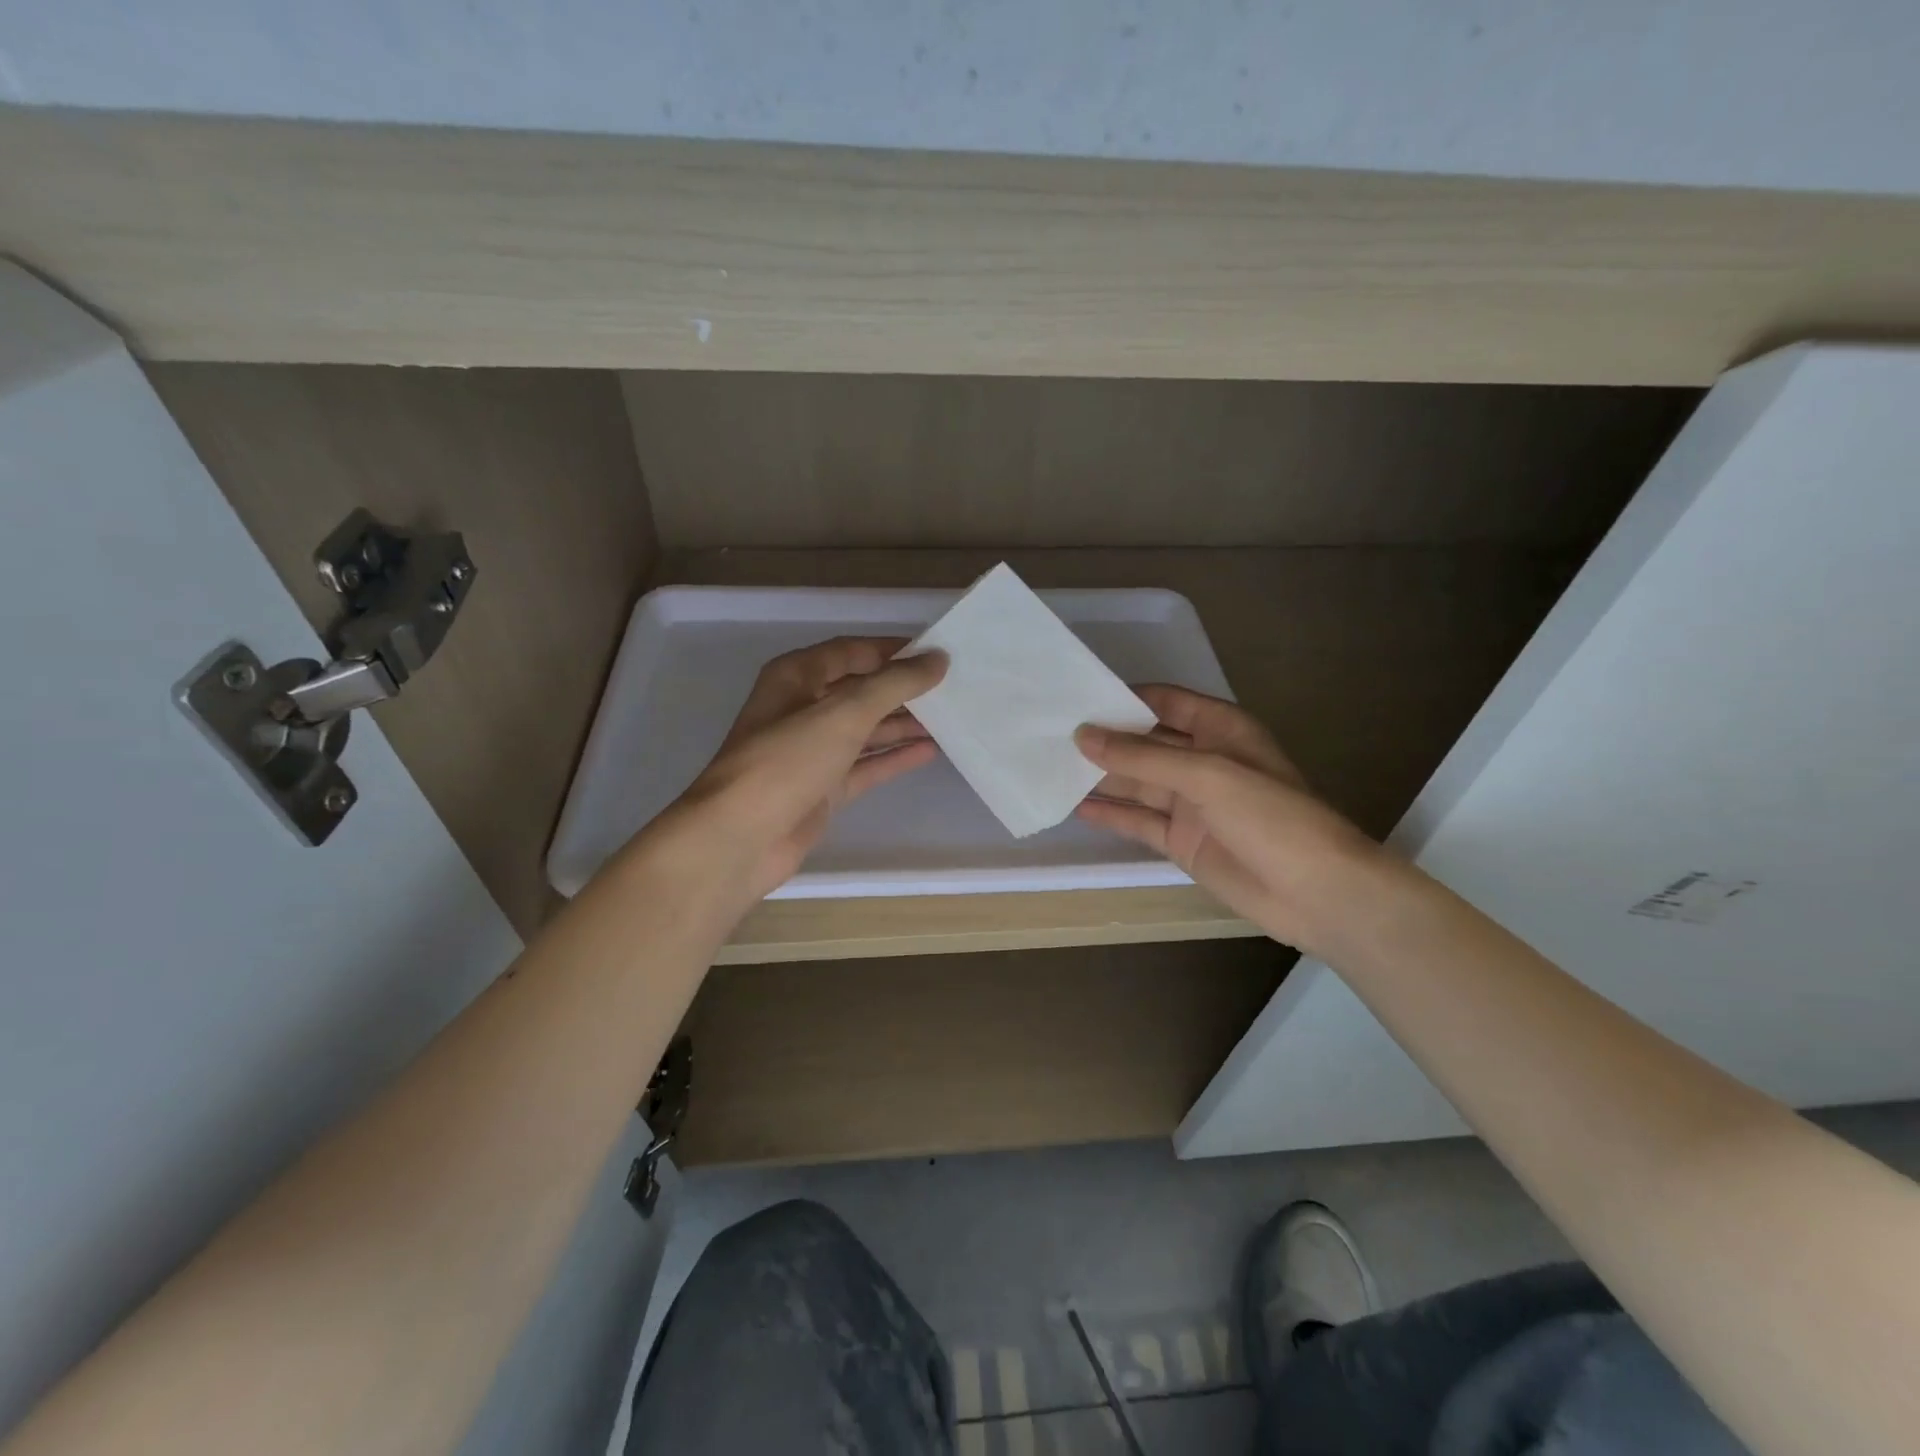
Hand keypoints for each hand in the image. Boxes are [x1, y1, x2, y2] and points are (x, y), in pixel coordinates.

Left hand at [664, 637, 947, 902]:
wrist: (741, 838)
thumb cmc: (787, 761)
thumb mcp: (844, 713)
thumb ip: (894, 684)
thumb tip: (937, 659)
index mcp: (796, 677)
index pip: (851, 651)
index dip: (893, 650)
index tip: (937, 653)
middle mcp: (802, 708)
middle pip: (860, 690)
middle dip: (902, 689)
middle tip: (952, 688)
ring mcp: (812, 751)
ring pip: (865, 729)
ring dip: (902, 724)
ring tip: (950, 718)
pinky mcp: (822, 788)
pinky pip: (865, 765)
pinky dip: (893, 758)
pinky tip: (929, 751)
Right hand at [1075, 685, 1381, 956]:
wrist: (1316, 893)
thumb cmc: (1270, 817)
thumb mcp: (1206, 775)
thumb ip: (1142, 757)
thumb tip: (1082, 736)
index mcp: (1219, 728)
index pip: (1163, 702)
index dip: (1122, 698)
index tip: (1075, 696)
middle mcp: (1202, 760)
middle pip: (1144, 742)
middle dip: (1103, 738)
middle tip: (1049, 733)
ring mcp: (1190, 803)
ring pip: (1137, 782)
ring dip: (1100, 776)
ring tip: (1050, 766)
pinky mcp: (1182, 840)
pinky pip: (1139, 821)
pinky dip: (1110, 814)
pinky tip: (1075, 806)